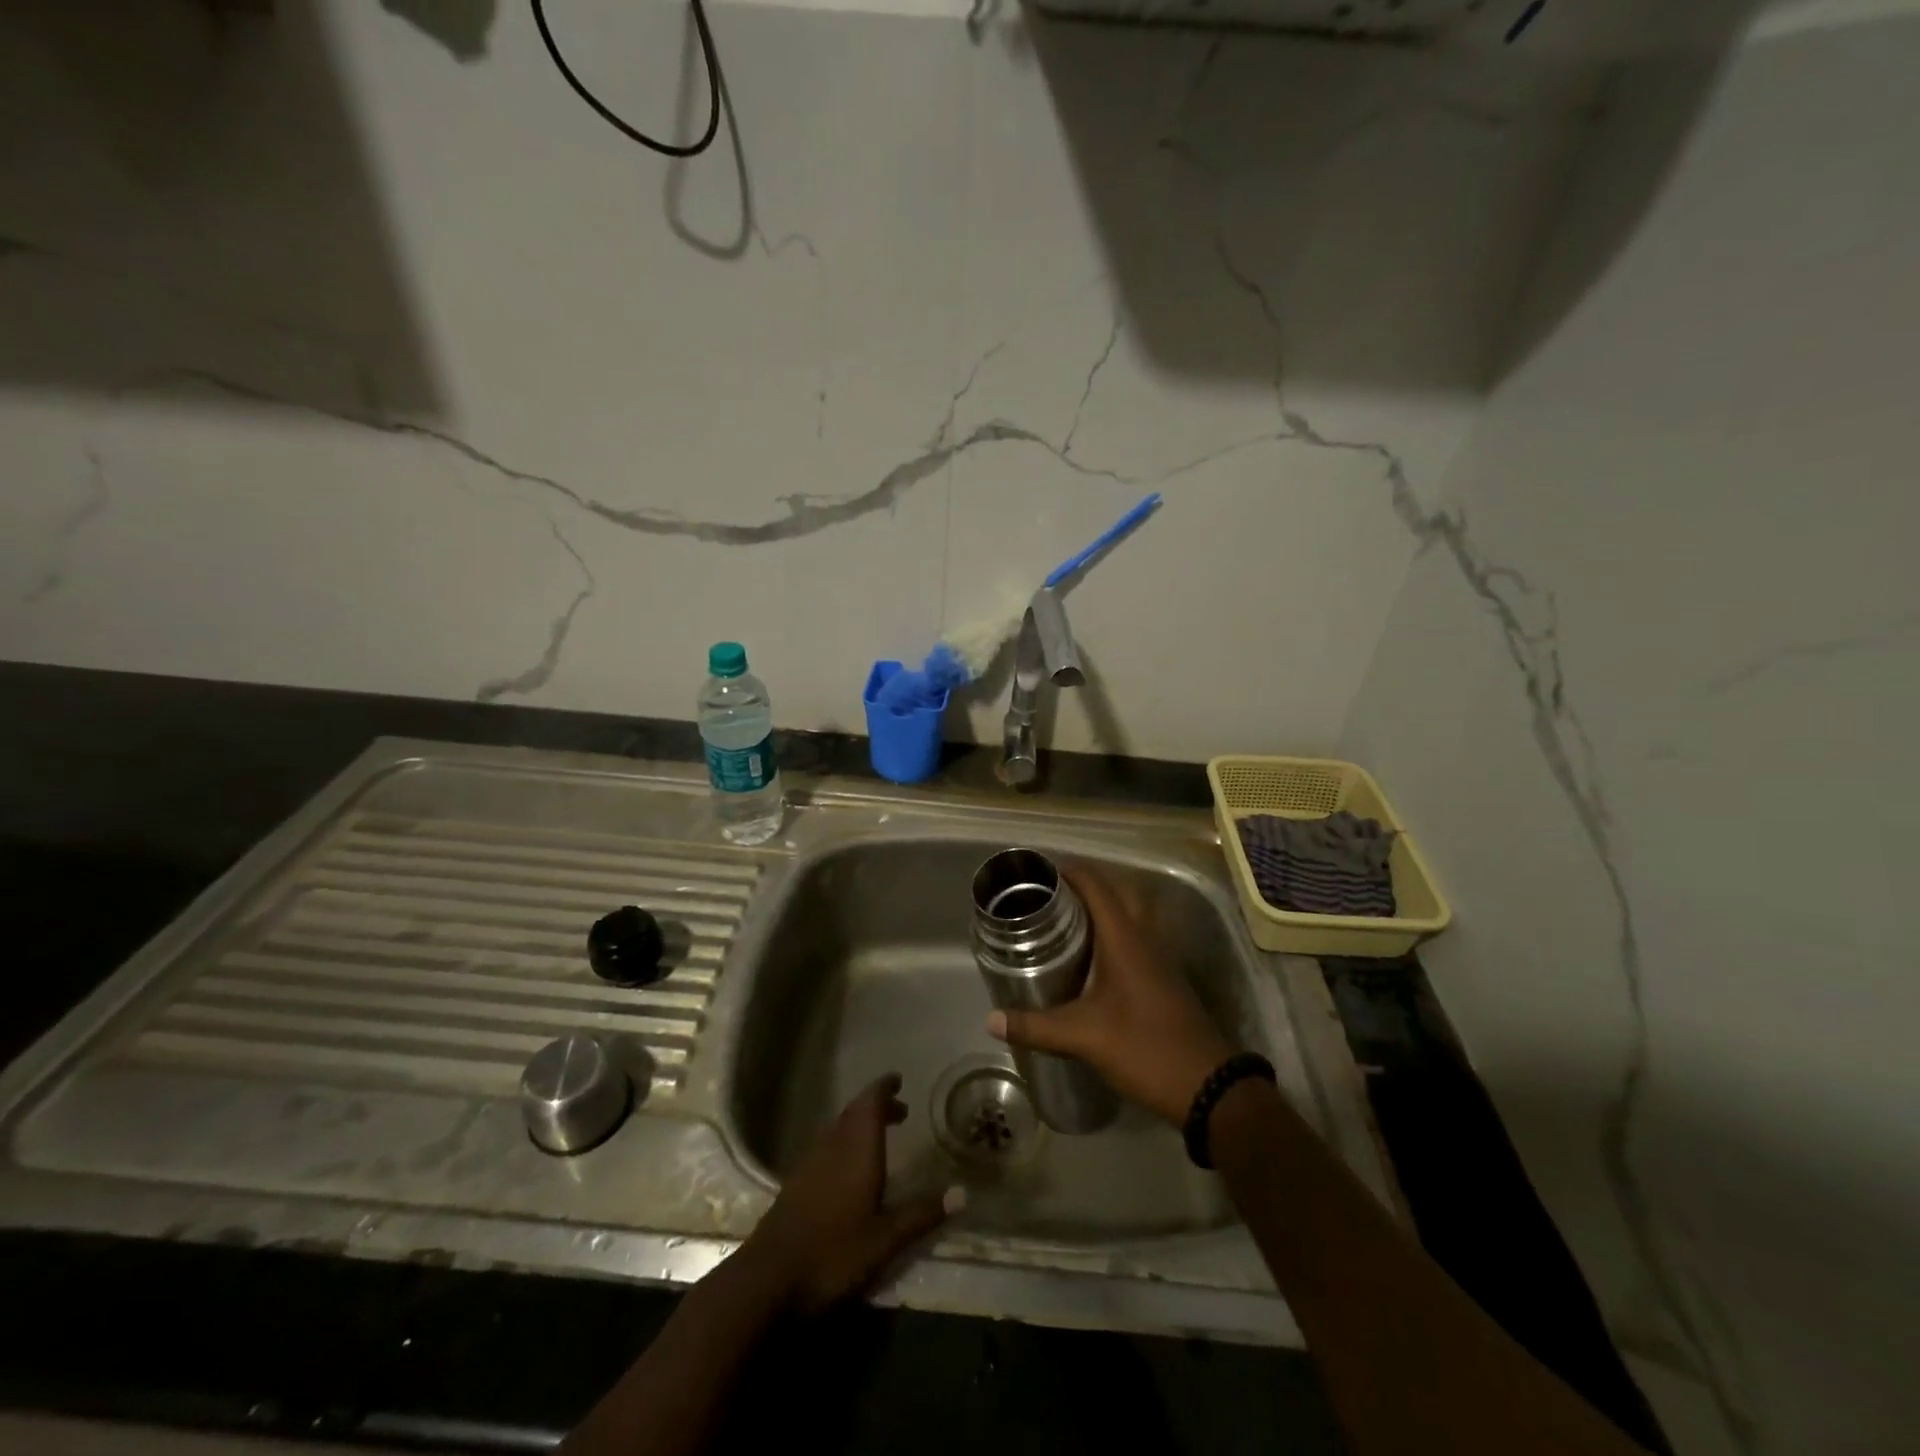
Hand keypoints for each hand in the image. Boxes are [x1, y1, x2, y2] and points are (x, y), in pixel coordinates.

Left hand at [743, 1074, 958, 1313]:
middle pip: (854, 1112)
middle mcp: (832, 1146)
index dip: (884, 1088)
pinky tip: (846, 1168)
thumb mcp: (884, 1239)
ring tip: (878, 1136)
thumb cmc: (832, 1254)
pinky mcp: (794, 1183)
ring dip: (858, 1124)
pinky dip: (841, 1143)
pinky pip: (824, 1146)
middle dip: (876, 1106)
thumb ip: (921, 1213)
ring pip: (837, 1128)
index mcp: (856, 1149)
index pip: (870, 1103)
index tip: (898, 1081)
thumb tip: (963, 1193)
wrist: (767, 1280)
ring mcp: (809, 1163)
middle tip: (899, 1110)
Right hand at [988, 868, 1234, 1125]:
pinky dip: (1118, 930)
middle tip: (1052, 895)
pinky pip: (1140, 936)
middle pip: (1119, 891)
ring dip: (1106, 905)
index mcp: (1125, 939)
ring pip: (1134, 913)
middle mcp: (1146, 938)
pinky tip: (1097, 956)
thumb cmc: (1145, 1048)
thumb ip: (1036, 1027)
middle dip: (1087, 884)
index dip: (1070, 872)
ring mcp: (1162, 957)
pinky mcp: (1167, 977)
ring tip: (1069, 918)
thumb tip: (991, 1020)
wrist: (1209, 1086)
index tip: (1038, 872)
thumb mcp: (1084, 1037)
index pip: (1097, 886)